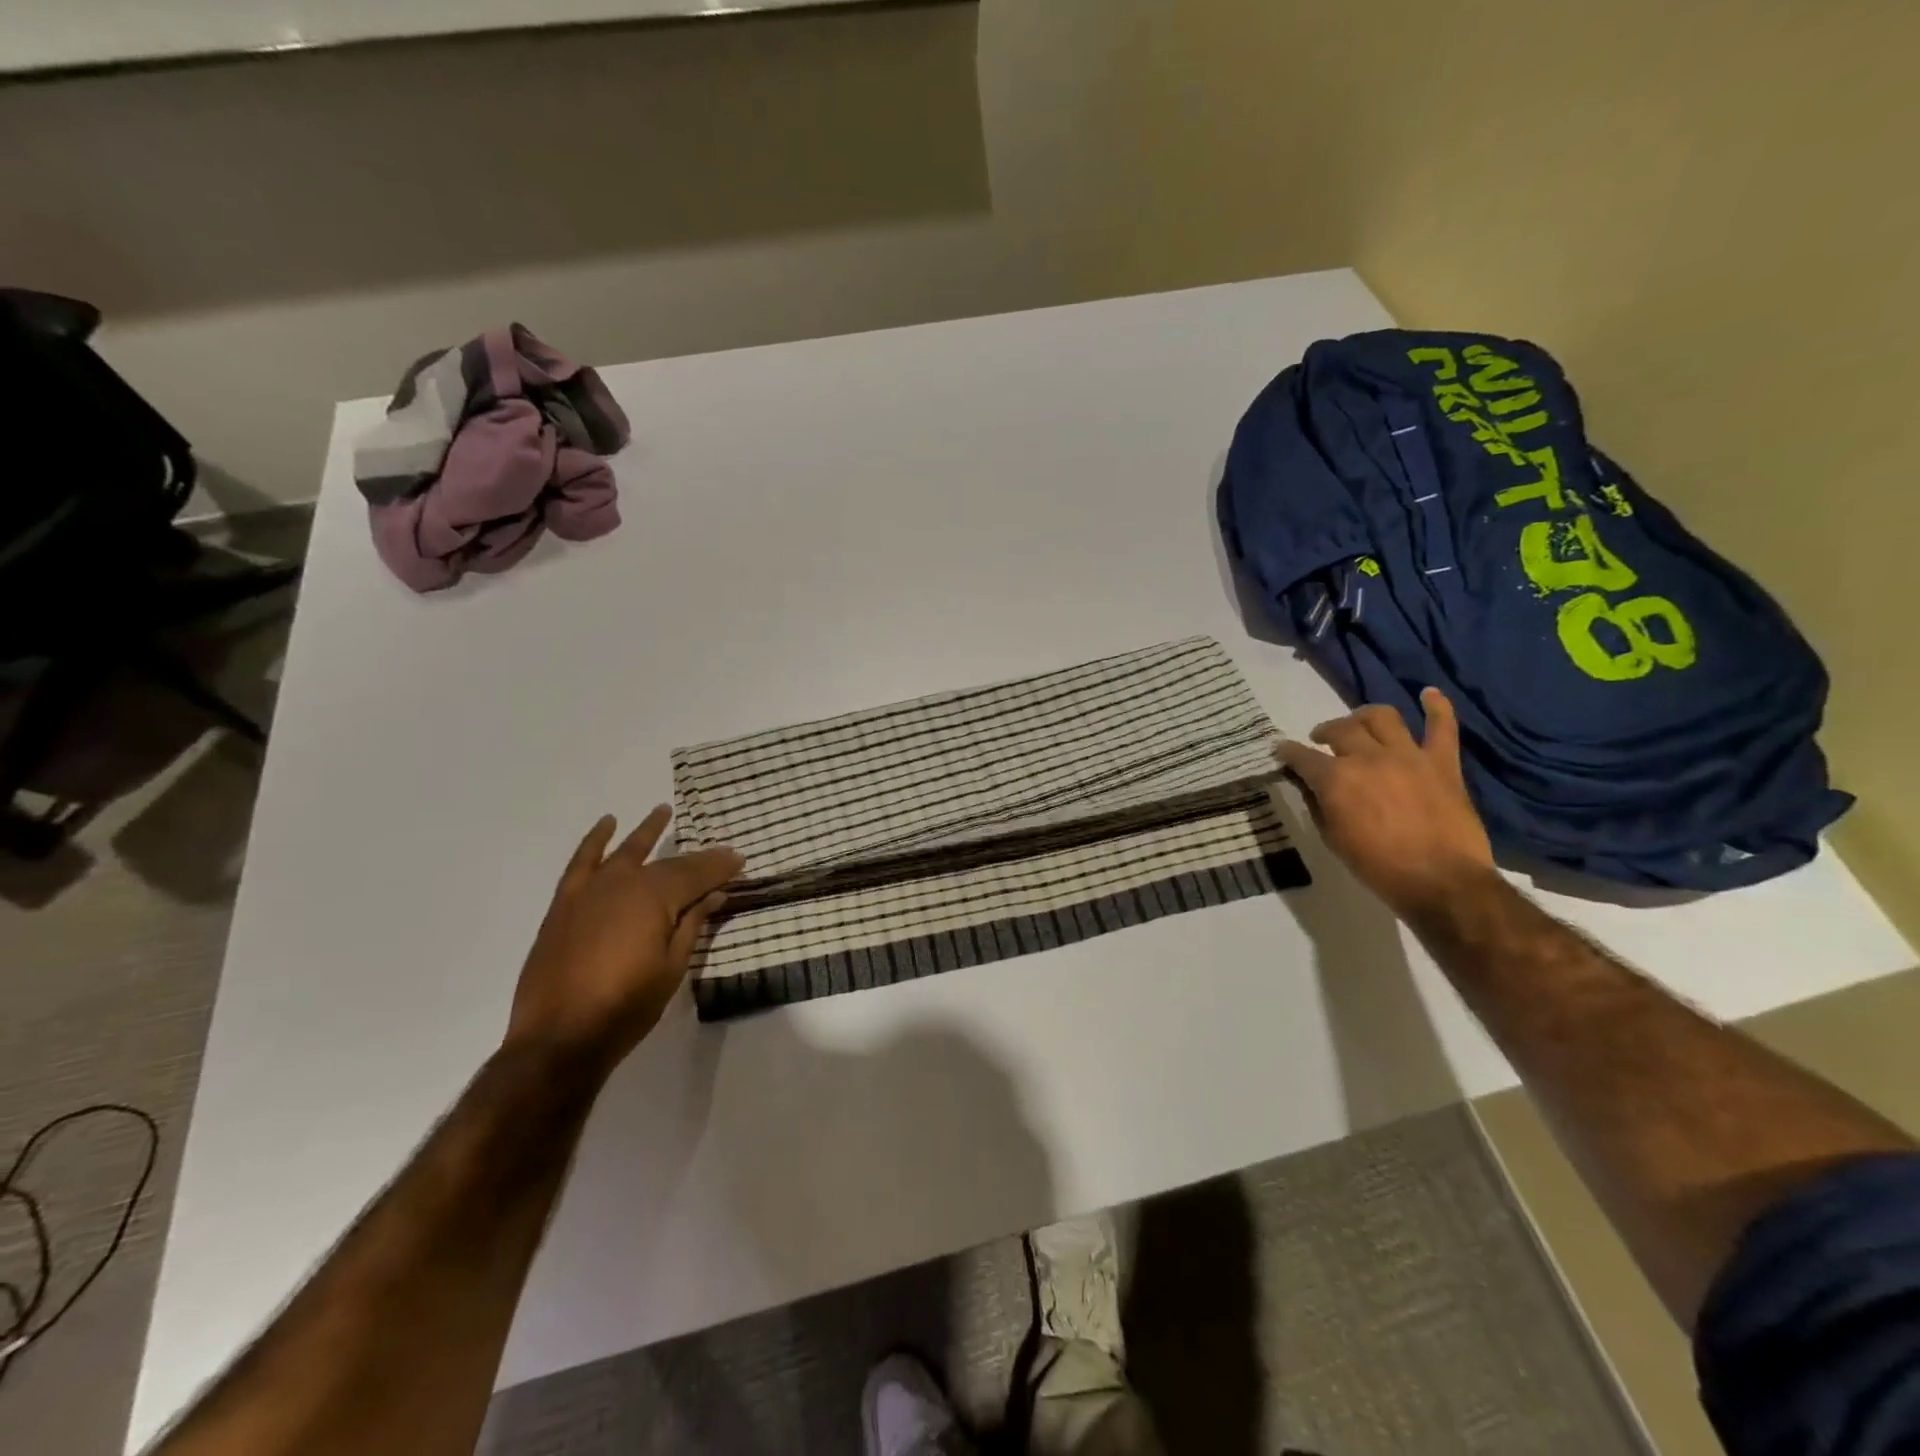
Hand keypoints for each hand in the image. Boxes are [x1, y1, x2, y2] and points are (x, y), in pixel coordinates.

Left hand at [506, 807, 743, 1074]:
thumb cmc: (626, 1006)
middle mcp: (623, 883)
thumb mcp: (672, 967)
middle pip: (667, 864)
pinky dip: (595, 840)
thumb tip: (714, 894)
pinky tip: (607, 825)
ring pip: (626, 852)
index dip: (720, 867)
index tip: (740, 861)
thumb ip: (693, 925)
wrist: (558, 1038)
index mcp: (654, 898)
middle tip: (720, 855)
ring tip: (662, 811)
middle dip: (697, 859)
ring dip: (647, 832)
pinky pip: (582, 862)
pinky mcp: (566, 904)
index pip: (696, 874)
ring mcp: (590, 891)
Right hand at [1277, 688, 1495, 920]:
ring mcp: (1408, 755)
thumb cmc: (1378, 867)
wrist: (1442, 882)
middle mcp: (1369, 757)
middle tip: (1320, 741)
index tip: (1281, 751)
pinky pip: (1441, 726)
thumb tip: (1308, 785)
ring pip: (1382, 717)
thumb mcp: (1333, 839)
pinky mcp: (1442, 762)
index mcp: (1336, 779)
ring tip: (1359, 722)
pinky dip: (1436, 706)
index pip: (1301, 756)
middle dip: (1324, 732)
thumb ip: (1317, 805)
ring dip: (1364, 716)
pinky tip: (1428, 694)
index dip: (1287, 752)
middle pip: (1340, 729)